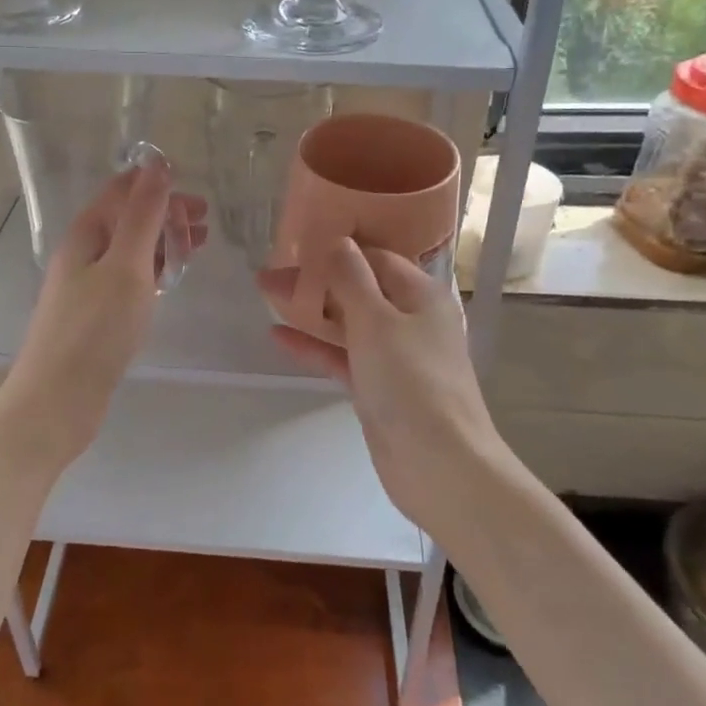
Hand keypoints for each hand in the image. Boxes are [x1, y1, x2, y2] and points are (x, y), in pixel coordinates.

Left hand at [2, 158, 206, 467]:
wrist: (57, 399)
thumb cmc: (94, 329)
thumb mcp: (125, 265)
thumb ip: (143, 215)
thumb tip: (156, 163)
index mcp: (86, 234)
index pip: (121, 192)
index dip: (157, 185)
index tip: (196, 196)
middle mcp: (82, 254)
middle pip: (126, 219)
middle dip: (166, 214)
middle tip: (205, 225)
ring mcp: (86, 286)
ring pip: (129, 250)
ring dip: (162, 241)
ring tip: (197, 248)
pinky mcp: (94, 316)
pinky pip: (128, 278)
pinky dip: (152, 270)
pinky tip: (168, 280)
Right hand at [259, 241, 503, 534]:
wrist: (439, 465)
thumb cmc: (411, 382)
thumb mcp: (377, 321)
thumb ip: (352, 278)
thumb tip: (337, 240)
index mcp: (420, 294)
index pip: (375, 256)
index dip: (336, 248)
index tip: (295, 243)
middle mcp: (410, 319)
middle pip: (358, 288)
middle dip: (315, 279)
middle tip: (269, 273)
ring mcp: (394, 355)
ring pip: (347, 321)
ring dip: (310, 309)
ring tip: (266, 294)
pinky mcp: (378, 386)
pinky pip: (342, 356)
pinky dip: (314, 346)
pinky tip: (277, 337)